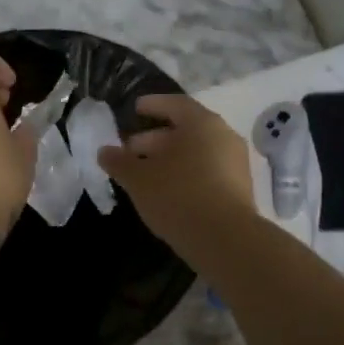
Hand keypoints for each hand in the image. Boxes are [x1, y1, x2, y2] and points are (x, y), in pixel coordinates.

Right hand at [98, 93, 256, 259]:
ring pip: (196, 153)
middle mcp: (224, 137)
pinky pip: (207, 171)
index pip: (175, 104)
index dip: (153, 105)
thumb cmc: (178, 196)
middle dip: (155, 139)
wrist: (225, 240)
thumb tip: (104, 151)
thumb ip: (119, 162)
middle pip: (186, 130)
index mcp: (202, 123)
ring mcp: (235, 164)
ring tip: (145, 174)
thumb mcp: (139, 179)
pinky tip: (167, 192)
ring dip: (170, 159)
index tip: (135, 109)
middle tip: (130, 150)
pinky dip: (186, 174)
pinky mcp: (239, 189)